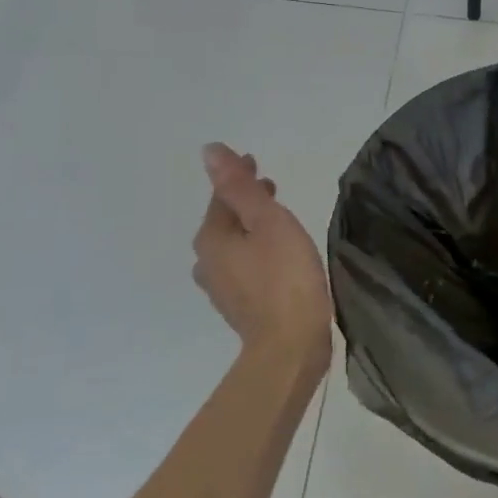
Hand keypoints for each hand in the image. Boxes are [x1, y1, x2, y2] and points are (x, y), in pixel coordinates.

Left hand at [192, 144, 332, 373]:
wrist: (290, 346)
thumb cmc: (285, 277)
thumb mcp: (268, 222)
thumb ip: (240, 187)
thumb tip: (209, 150)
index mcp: (211, 238)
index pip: (222, 197)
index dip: (240, 177)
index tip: (256, 163)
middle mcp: (207, 262)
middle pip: (224, 222)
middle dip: (245, 203)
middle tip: (270, 189)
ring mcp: (221, 289)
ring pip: (234, 246)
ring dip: (250, 229)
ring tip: (275, 220)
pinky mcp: (239, 308)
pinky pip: (243, 268)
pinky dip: (256, 253)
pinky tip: (276, 256)